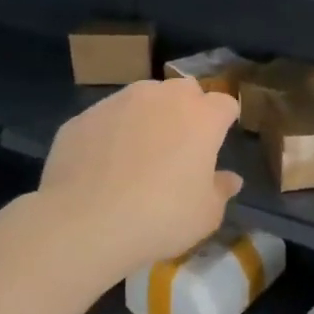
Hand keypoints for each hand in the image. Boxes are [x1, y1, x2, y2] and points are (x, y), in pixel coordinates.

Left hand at [37, 79, 243, 283]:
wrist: (85, 223)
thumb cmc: (161, 217)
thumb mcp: (206, 214)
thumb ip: (221, 190)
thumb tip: (230, 179)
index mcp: (201, 117)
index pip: (225, 103)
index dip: (225, 121)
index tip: (220, 141)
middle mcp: (161, 98)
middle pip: (185, 90)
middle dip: (188, 108)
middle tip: (182, 144)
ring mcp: (118, 103)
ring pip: (143, 98)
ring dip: (149, 116)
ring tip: (140, 153)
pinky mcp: (82, 117)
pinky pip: (107, 119)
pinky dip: (112, 133)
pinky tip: (103, 166)